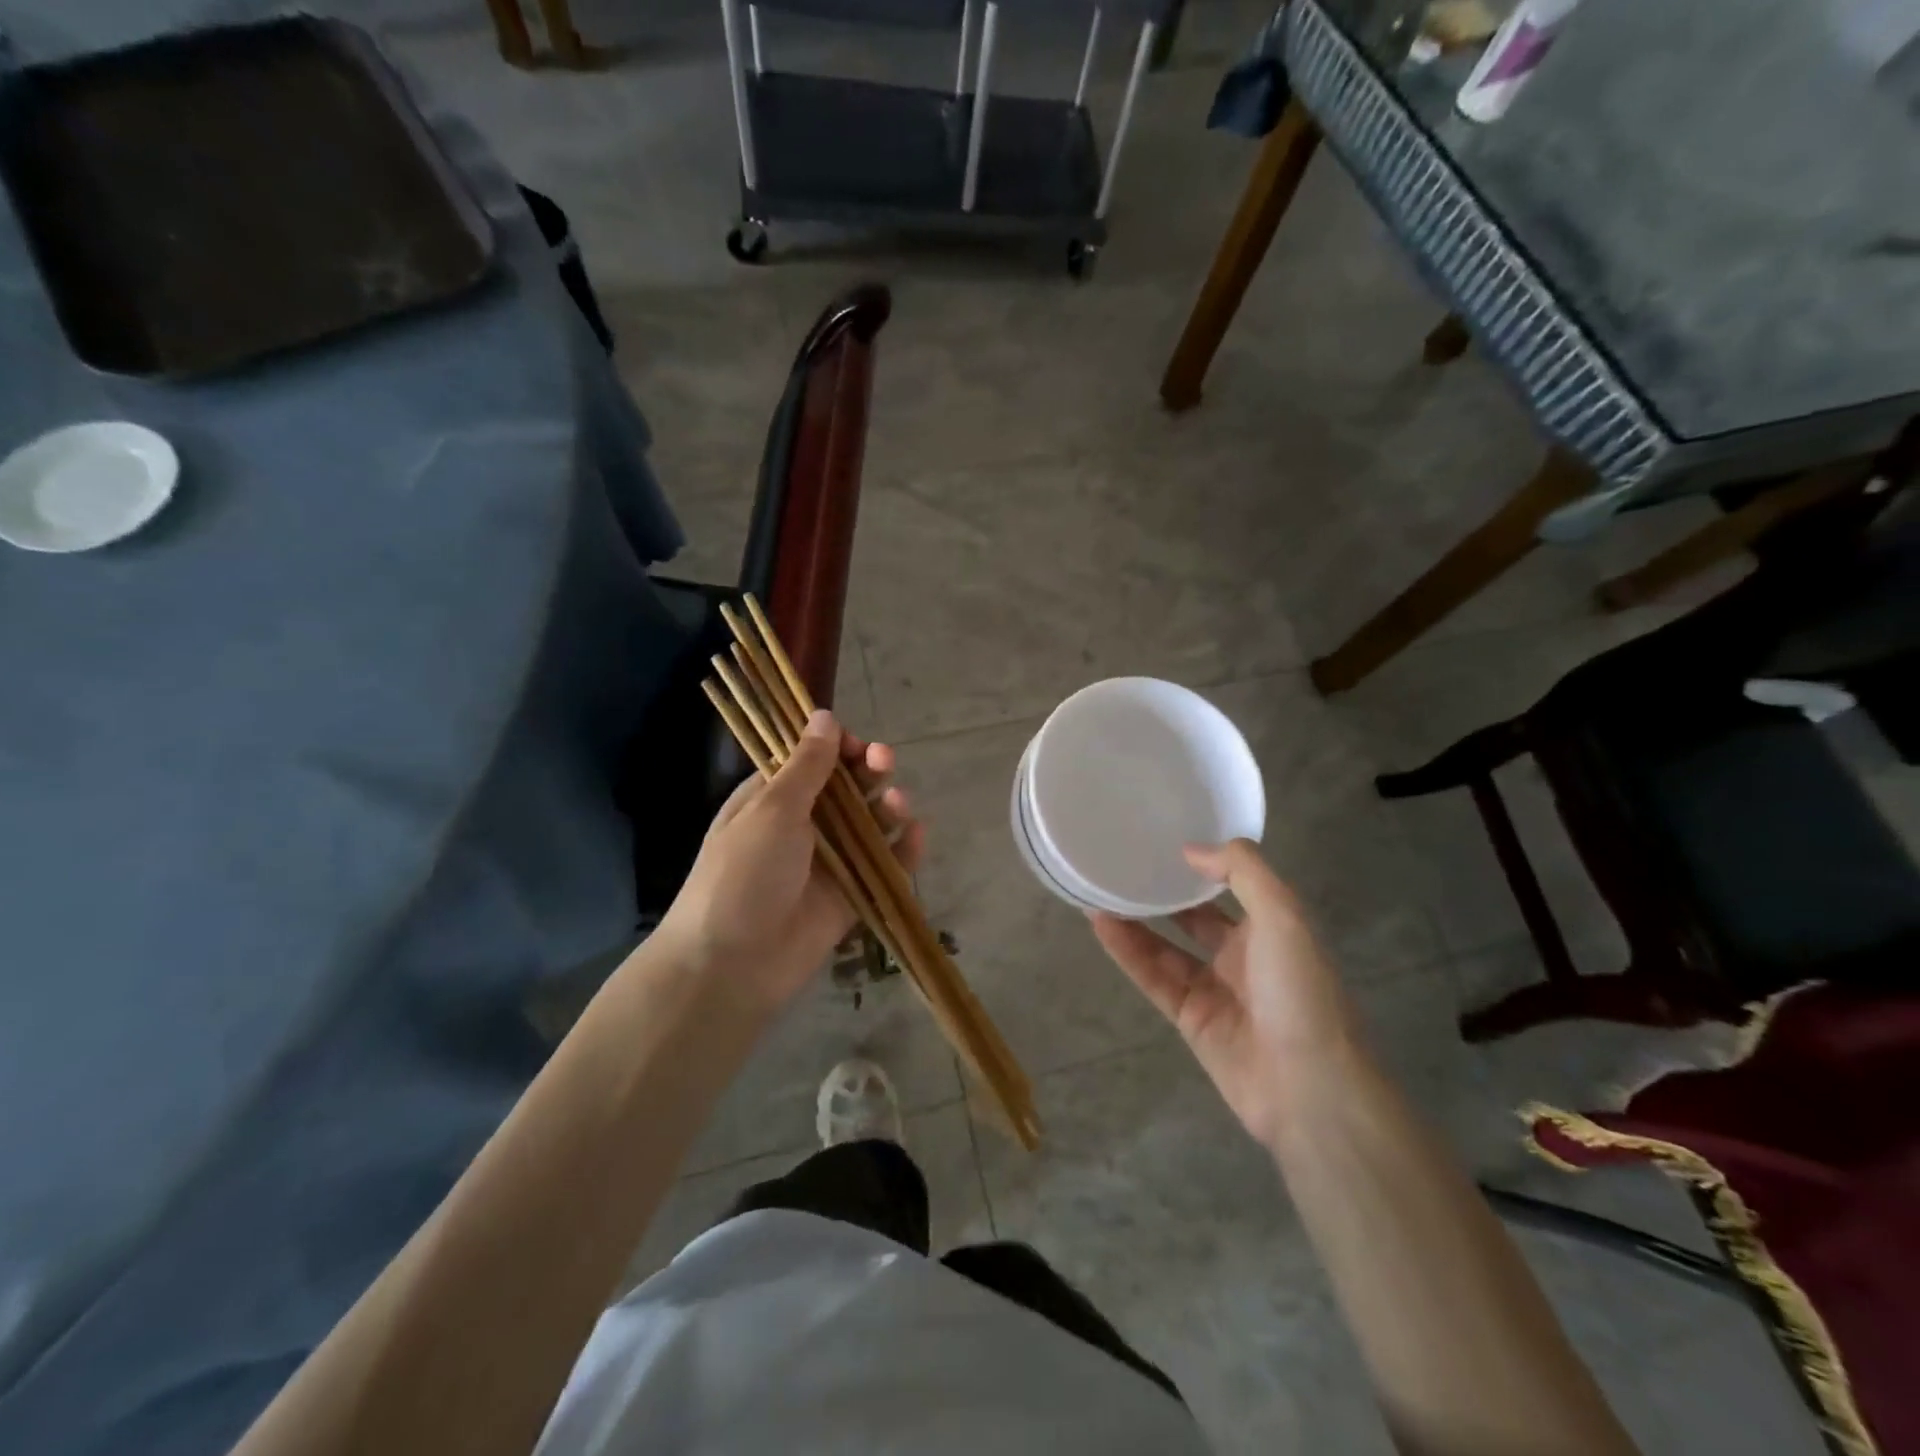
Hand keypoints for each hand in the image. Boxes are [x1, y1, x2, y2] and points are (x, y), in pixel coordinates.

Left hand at [655, 710, 923, 1014]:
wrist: (731, 964)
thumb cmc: (743, 873)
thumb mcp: (772, 810)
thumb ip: (807, 765)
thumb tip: (824, 715)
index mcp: (773, 798)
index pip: (812, 759)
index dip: (838, 746)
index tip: (856, 743)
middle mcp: (802, 824)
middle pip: (847, 788)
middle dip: (868, 770)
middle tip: (884, 762)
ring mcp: (828, 861)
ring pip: (869, 824)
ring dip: (888, 806)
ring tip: (899, 803)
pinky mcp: (850, 895)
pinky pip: (883, 866)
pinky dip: (903, 850)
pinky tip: (917, 835)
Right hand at [1091, 841, 1360, 1148]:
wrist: (1309, 1087)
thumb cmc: (1301, 991)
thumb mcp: (1283, 916)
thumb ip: (1242, 872)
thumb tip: (1191, 850)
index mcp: (1271, 928)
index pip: (1231, 888)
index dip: (1200, 866)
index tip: (1164, 841)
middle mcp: (1242, 955)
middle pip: (1192, 917)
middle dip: (1162, 894)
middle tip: (1121, 864)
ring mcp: (1213, 989)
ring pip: (1165, 947)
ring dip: (1134, 920)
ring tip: (1096, 890)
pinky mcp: (1189, 1019)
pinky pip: (1153, 977)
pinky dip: (1127, 952)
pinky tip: (1101, 924)